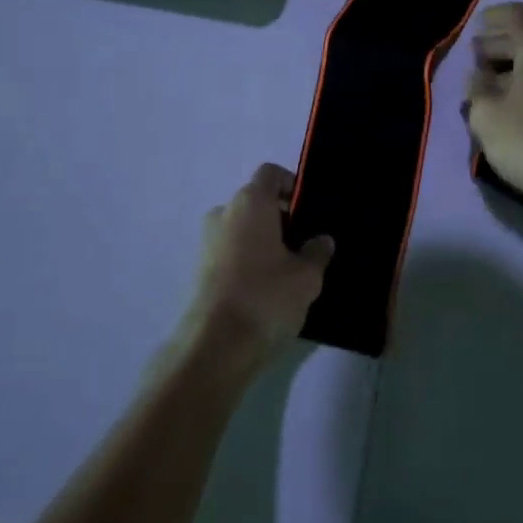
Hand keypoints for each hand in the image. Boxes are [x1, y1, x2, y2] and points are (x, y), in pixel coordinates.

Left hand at [178, 164, 333, 379]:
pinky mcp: (201, 271)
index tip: (309, 211)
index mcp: (250, 202)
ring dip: (265, 242)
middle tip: (306, 245)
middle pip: (256, 202)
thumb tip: (321, 240)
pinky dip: (249, 261)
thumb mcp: (306, 276)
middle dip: (281, 218)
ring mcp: (208, 242)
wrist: (215, 348)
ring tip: (290, 271)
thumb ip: (317, 252)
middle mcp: (224, 213)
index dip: (292, 185)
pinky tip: (268, 289)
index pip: (271, 174)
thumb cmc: (266, 297)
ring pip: (243, 229)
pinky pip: (232, 253)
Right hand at [464, 3, 522, 225]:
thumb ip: (477, 88)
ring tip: (487, 86)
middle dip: (499, 44)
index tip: (475, 27)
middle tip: (475, 57)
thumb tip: (479, 75)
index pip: (517, 15)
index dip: (493, 16)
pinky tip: (512, 107)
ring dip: (513, 68)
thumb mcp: (487, 115)